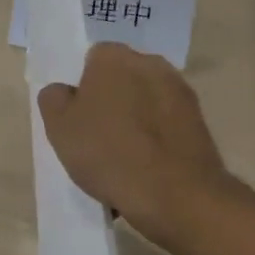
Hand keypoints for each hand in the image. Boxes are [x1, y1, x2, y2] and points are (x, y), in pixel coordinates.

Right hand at [37, 42, 246, 251]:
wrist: (178, 196)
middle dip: (110, 102)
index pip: (91, 61)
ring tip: (123, 163)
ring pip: (145, 104)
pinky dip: (156, 143)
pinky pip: (166, 128)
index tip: (78, 118)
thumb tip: (65, 92)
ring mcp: (181, 93)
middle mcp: (151, 64)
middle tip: (96, 139)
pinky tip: (146, 173)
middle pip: (121, 80)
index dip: (82, 88)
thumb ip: (54, 99)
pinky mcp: (201, 124)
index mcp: (114, 57)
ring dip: (135, 123)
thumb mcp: (58, 127)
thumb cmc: (109, 153)